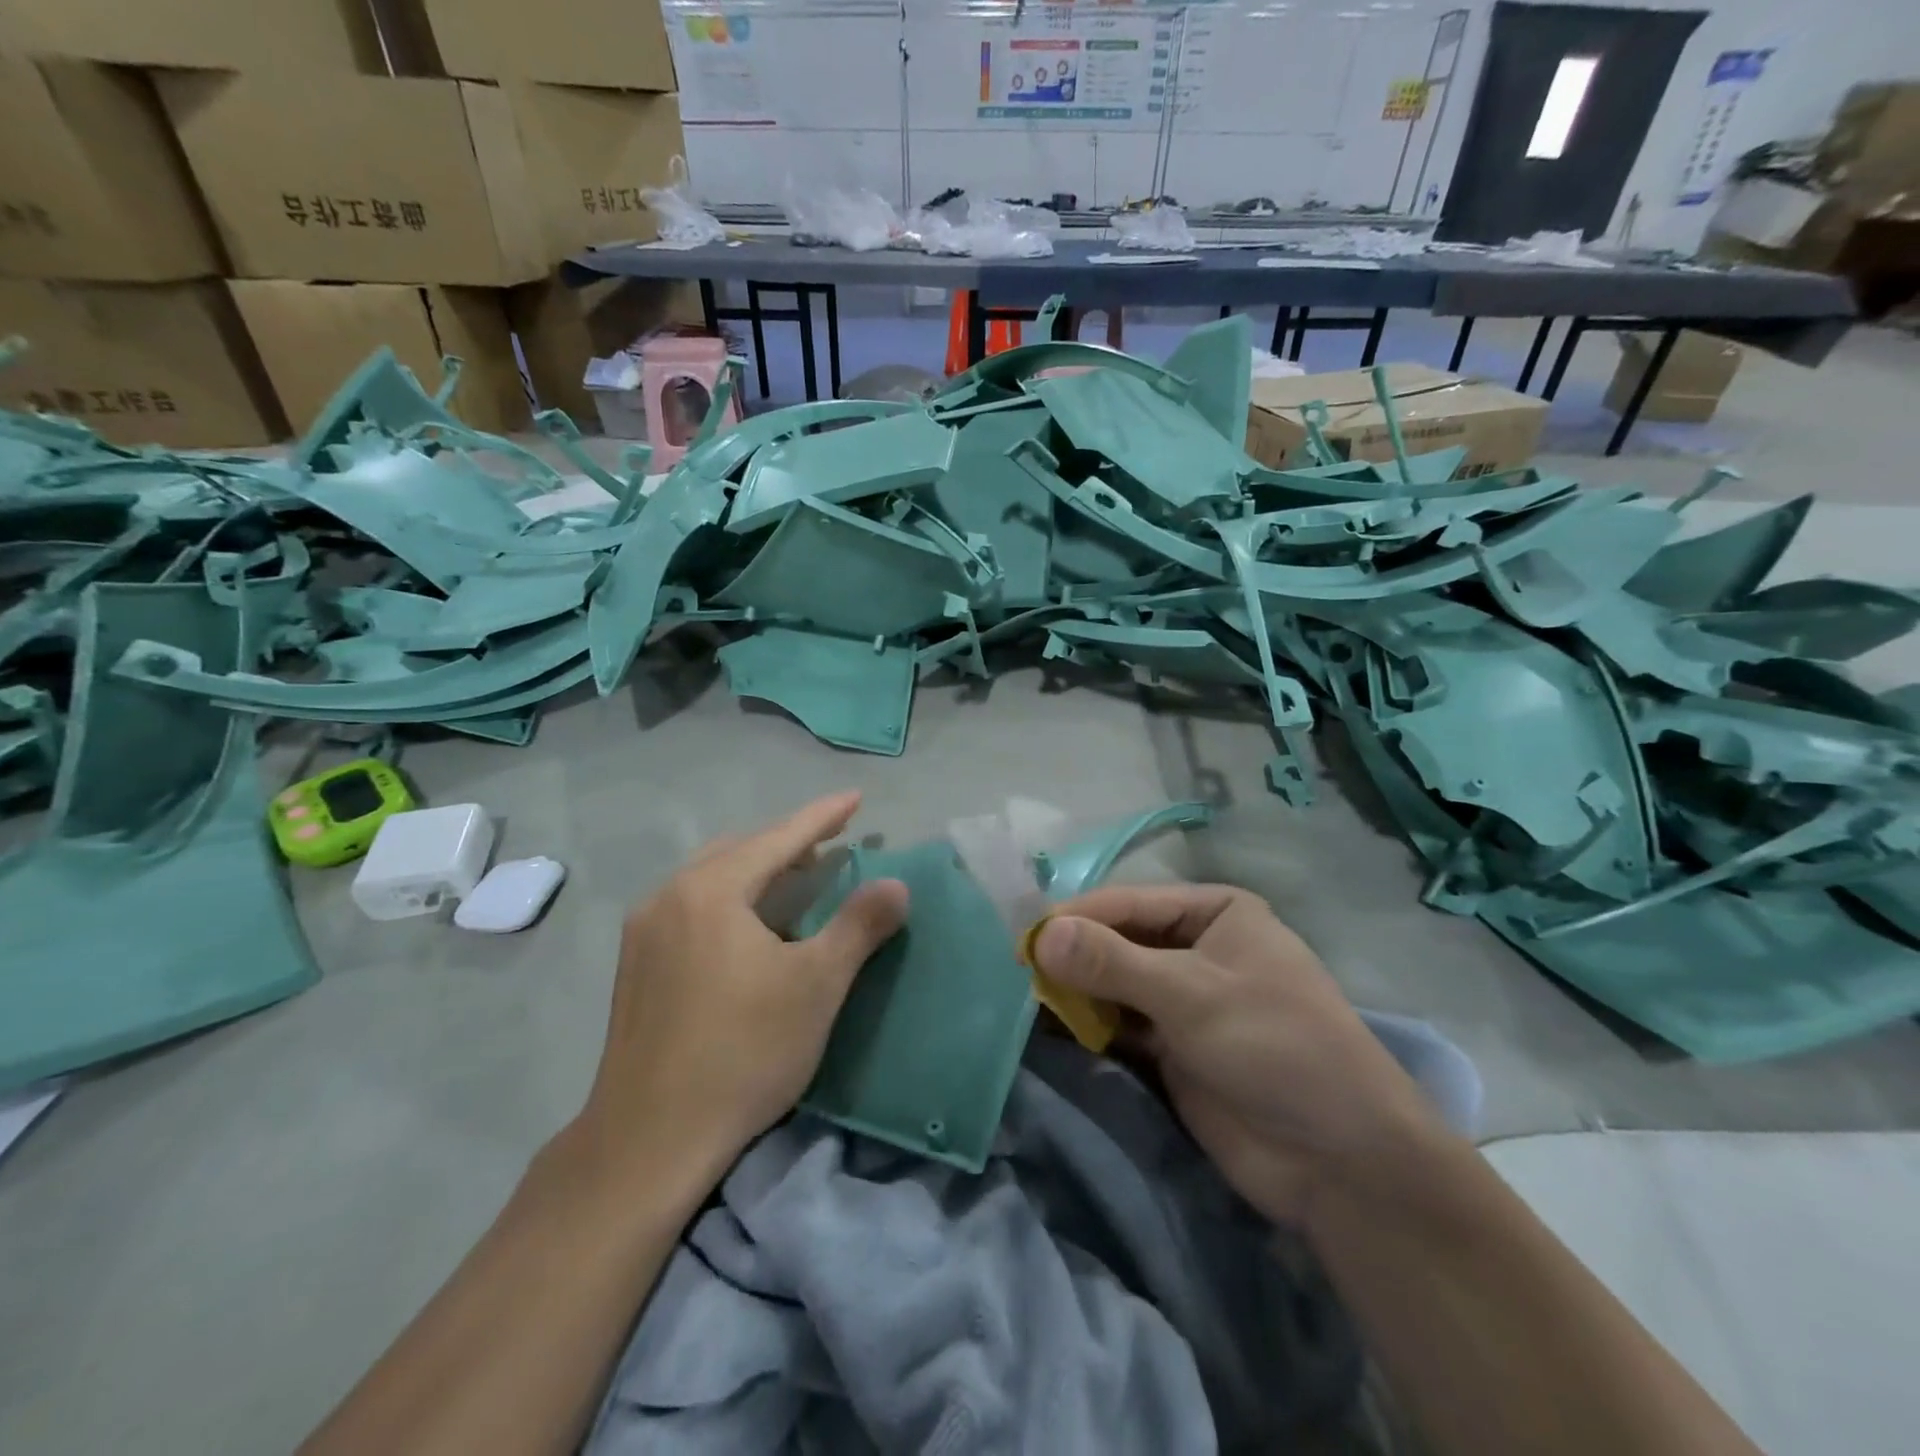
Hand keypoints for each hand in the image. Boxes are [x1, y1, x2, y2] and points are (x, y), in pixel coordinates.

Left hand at [573, 791, 907, 1188]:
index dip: (822, 817)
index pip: (778, 838)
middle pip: (739, 850)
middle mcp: (668, 897)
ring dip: (756, 869)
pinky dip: (730, 897)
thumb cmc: (744, 1052)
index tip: (855, 797)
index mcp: (710, 891)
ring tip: (795, 878)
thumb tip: (896, 883)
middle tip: (830, 842)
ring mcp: (644, 933)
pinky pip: (692, 906)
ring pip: (710, 877)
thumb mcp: (816, 985)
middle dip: (788, 841)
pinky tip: (750, 927)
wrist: (649, 1141)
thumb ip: (859, 925)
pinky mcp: (635, 967)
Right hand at [1031, 886, 1443, 1224]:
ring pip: (1115, 984)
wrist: (1342, 1164)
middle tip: (1019, 971)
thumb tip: (1040, 934)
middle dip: (1074, 954)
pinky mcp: (1174, 1049)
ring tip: (1027, 998)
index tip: (1023, 937)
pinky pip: (1120, 1025)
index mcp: (1215, 913)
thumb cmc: (1276, 1048)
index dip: (1076, 917)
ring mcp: (1185, 1001)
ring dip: (1077, 991)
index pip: (1129, 903)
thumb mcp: (1192, 994)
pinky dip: (1089, 1025)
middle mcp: (1198, 948)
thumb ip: (1112, 962)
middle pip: (1120, 941)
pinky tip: (1052, 1028)